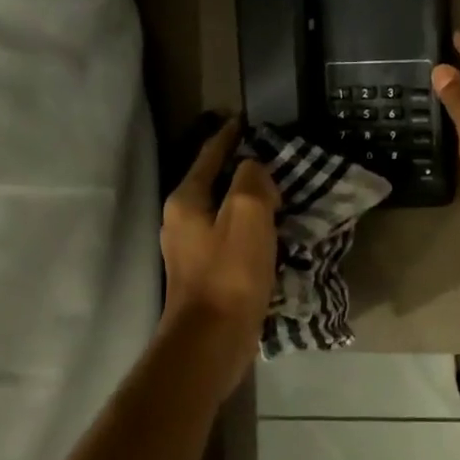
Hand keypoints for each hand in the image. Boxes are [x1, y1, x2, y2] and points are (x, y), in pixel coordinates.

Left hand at [157, 118, 277, 385]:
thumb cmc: (230, 273)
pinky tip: (270, 230)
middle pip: (214, 181)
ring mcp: (190, 248)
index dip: (228, 136)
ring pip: (223, 209)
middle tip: (274, 157)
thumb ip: (251, 180)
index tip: (245, 120)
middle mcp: (181, 220)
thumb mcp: (248, 214)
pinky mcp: (205, 272)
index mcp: (186, 200)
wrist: (212, 340)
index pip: (209, 155)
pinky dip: (249, 225)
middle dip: (241, 168)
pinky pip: (230, 234)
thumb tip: (254, 169)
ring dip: (248, 199)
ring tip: (278, 191)